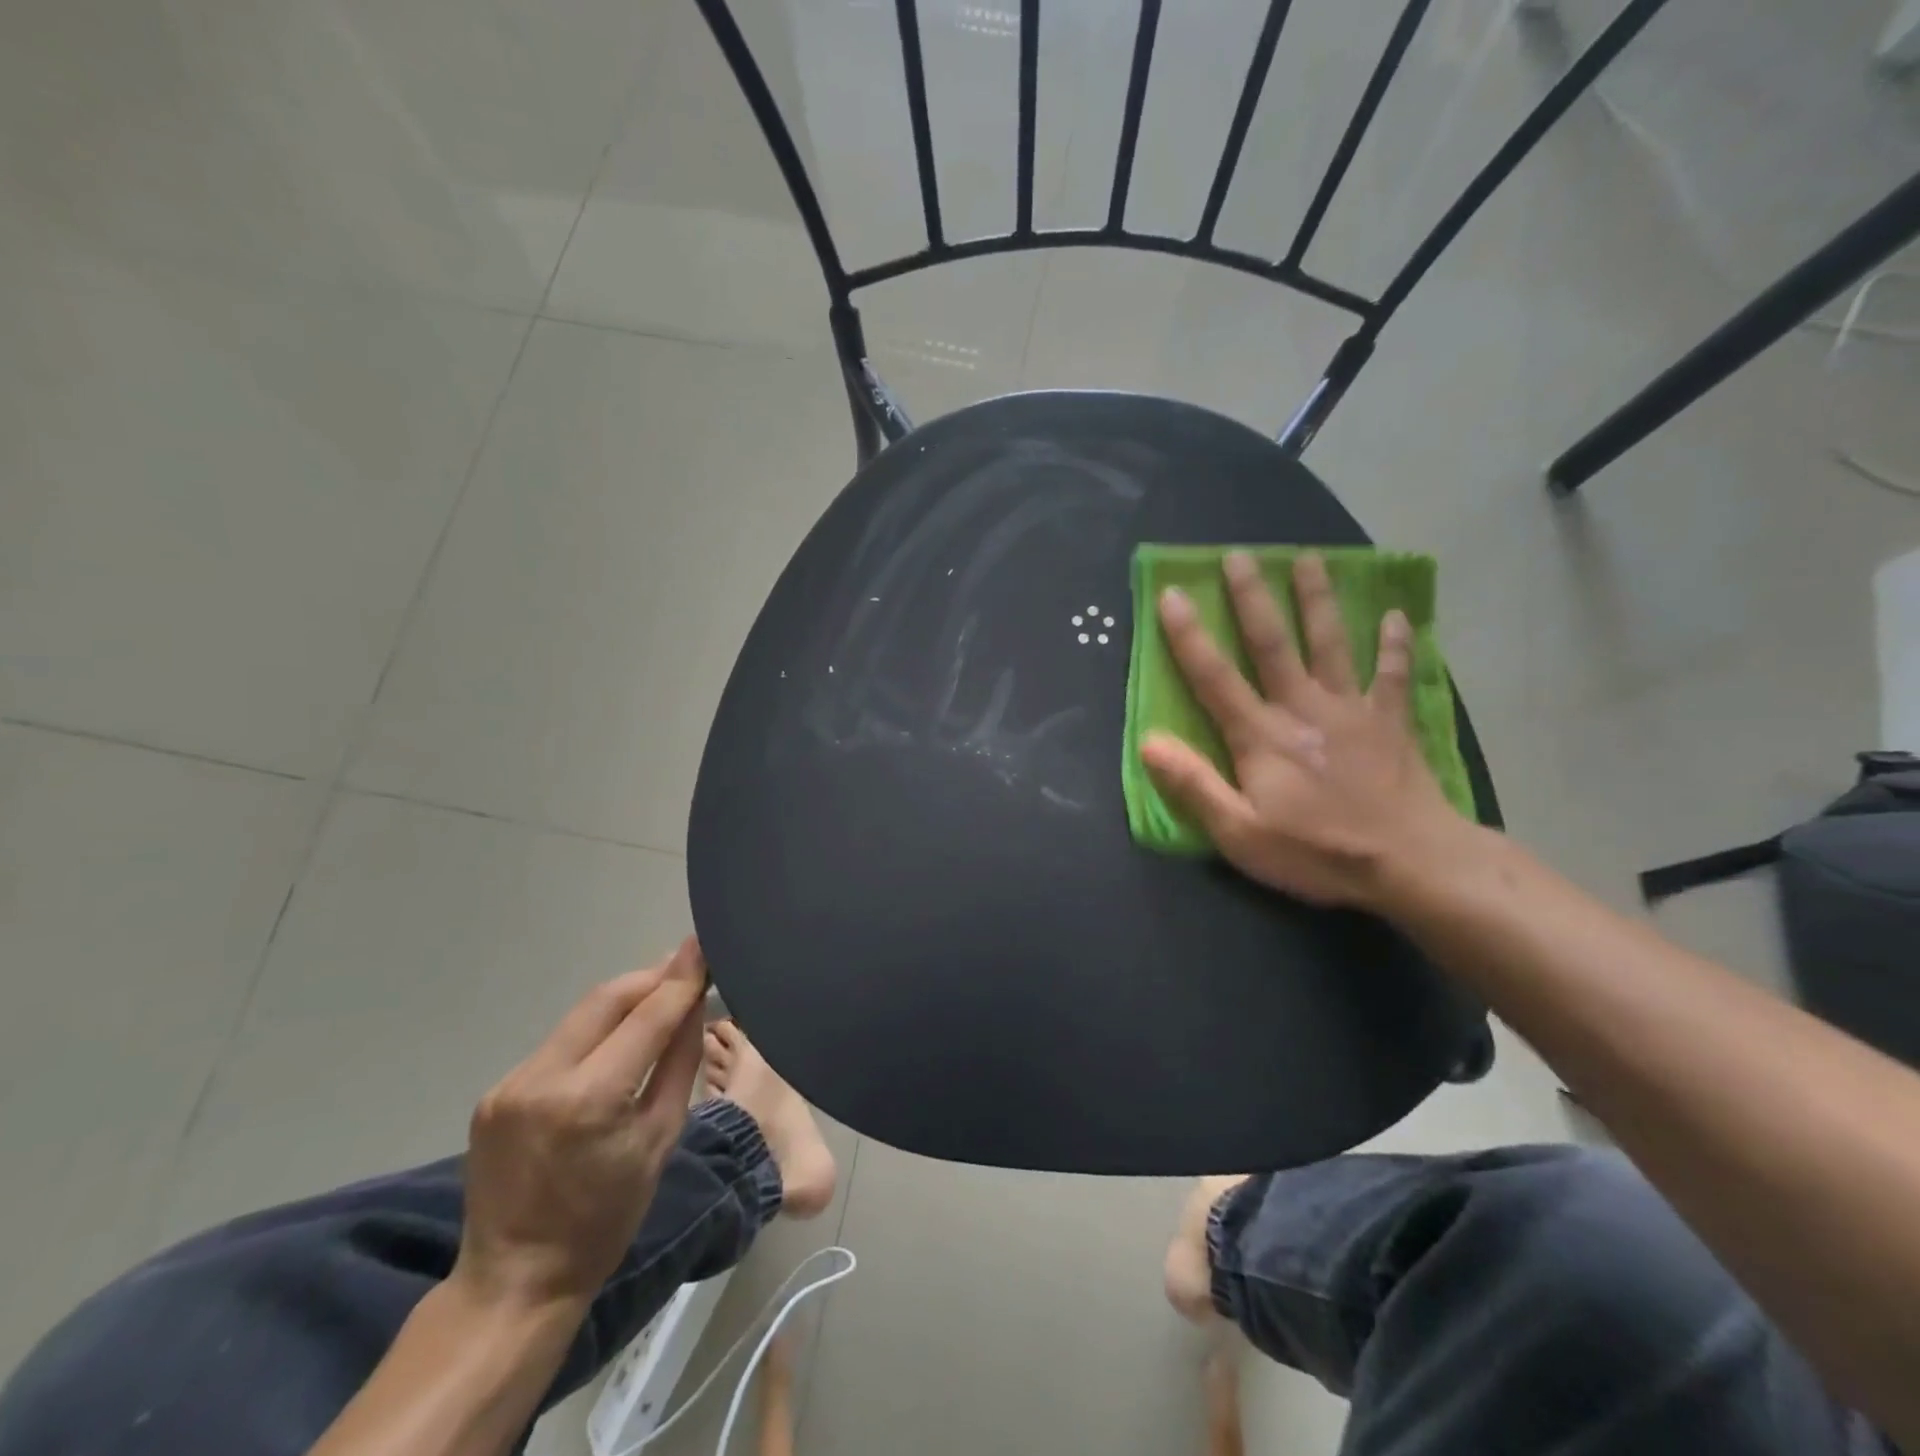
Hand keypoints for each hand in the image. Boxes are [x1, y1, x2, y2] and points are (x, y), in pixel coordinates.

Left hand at [453, 938, 708, 1311]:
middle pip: (606, 999)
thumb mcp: (660, 1139)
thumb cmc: (605, 1220)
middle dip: (651, 978)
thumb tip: (693, 1005)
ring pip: (581, 1017)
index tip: (704, 946)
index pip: (646, 1016)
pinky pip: (559, 1044)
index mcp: (590, 1099)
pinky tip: (614, 1042)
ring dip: (623, 1001)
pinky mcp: (495, 1092)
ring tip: (659, 998)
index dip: (680, 977)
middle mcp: (542, 1079)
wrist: (514, 1283)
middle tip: (687, 968)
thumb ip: (679, 1062)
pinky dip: (594, 1033)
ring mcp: (510, 1084)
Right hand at [1140, 551, 1469, 909]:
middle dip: (1252, 597)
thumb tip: (1149, 742)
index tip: (1172, 594)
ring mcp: (1350, 710)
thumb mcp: (1240, 833)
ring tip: (1309, 558)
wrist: (1410, 864)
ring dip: (1317, 599)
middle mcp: (1301, 708)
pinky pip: (1392, 675)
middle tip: (1239, 555)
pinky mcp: (1389, 723)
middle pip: (1272, 643)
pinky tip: (1395, 616)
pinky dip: (1395, 644)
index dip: (1188, 636)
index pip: (1214, 676)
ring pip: (1330, 643)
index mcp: (1260, 735)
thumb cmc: (1316, 851)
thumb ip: (1194, 785)